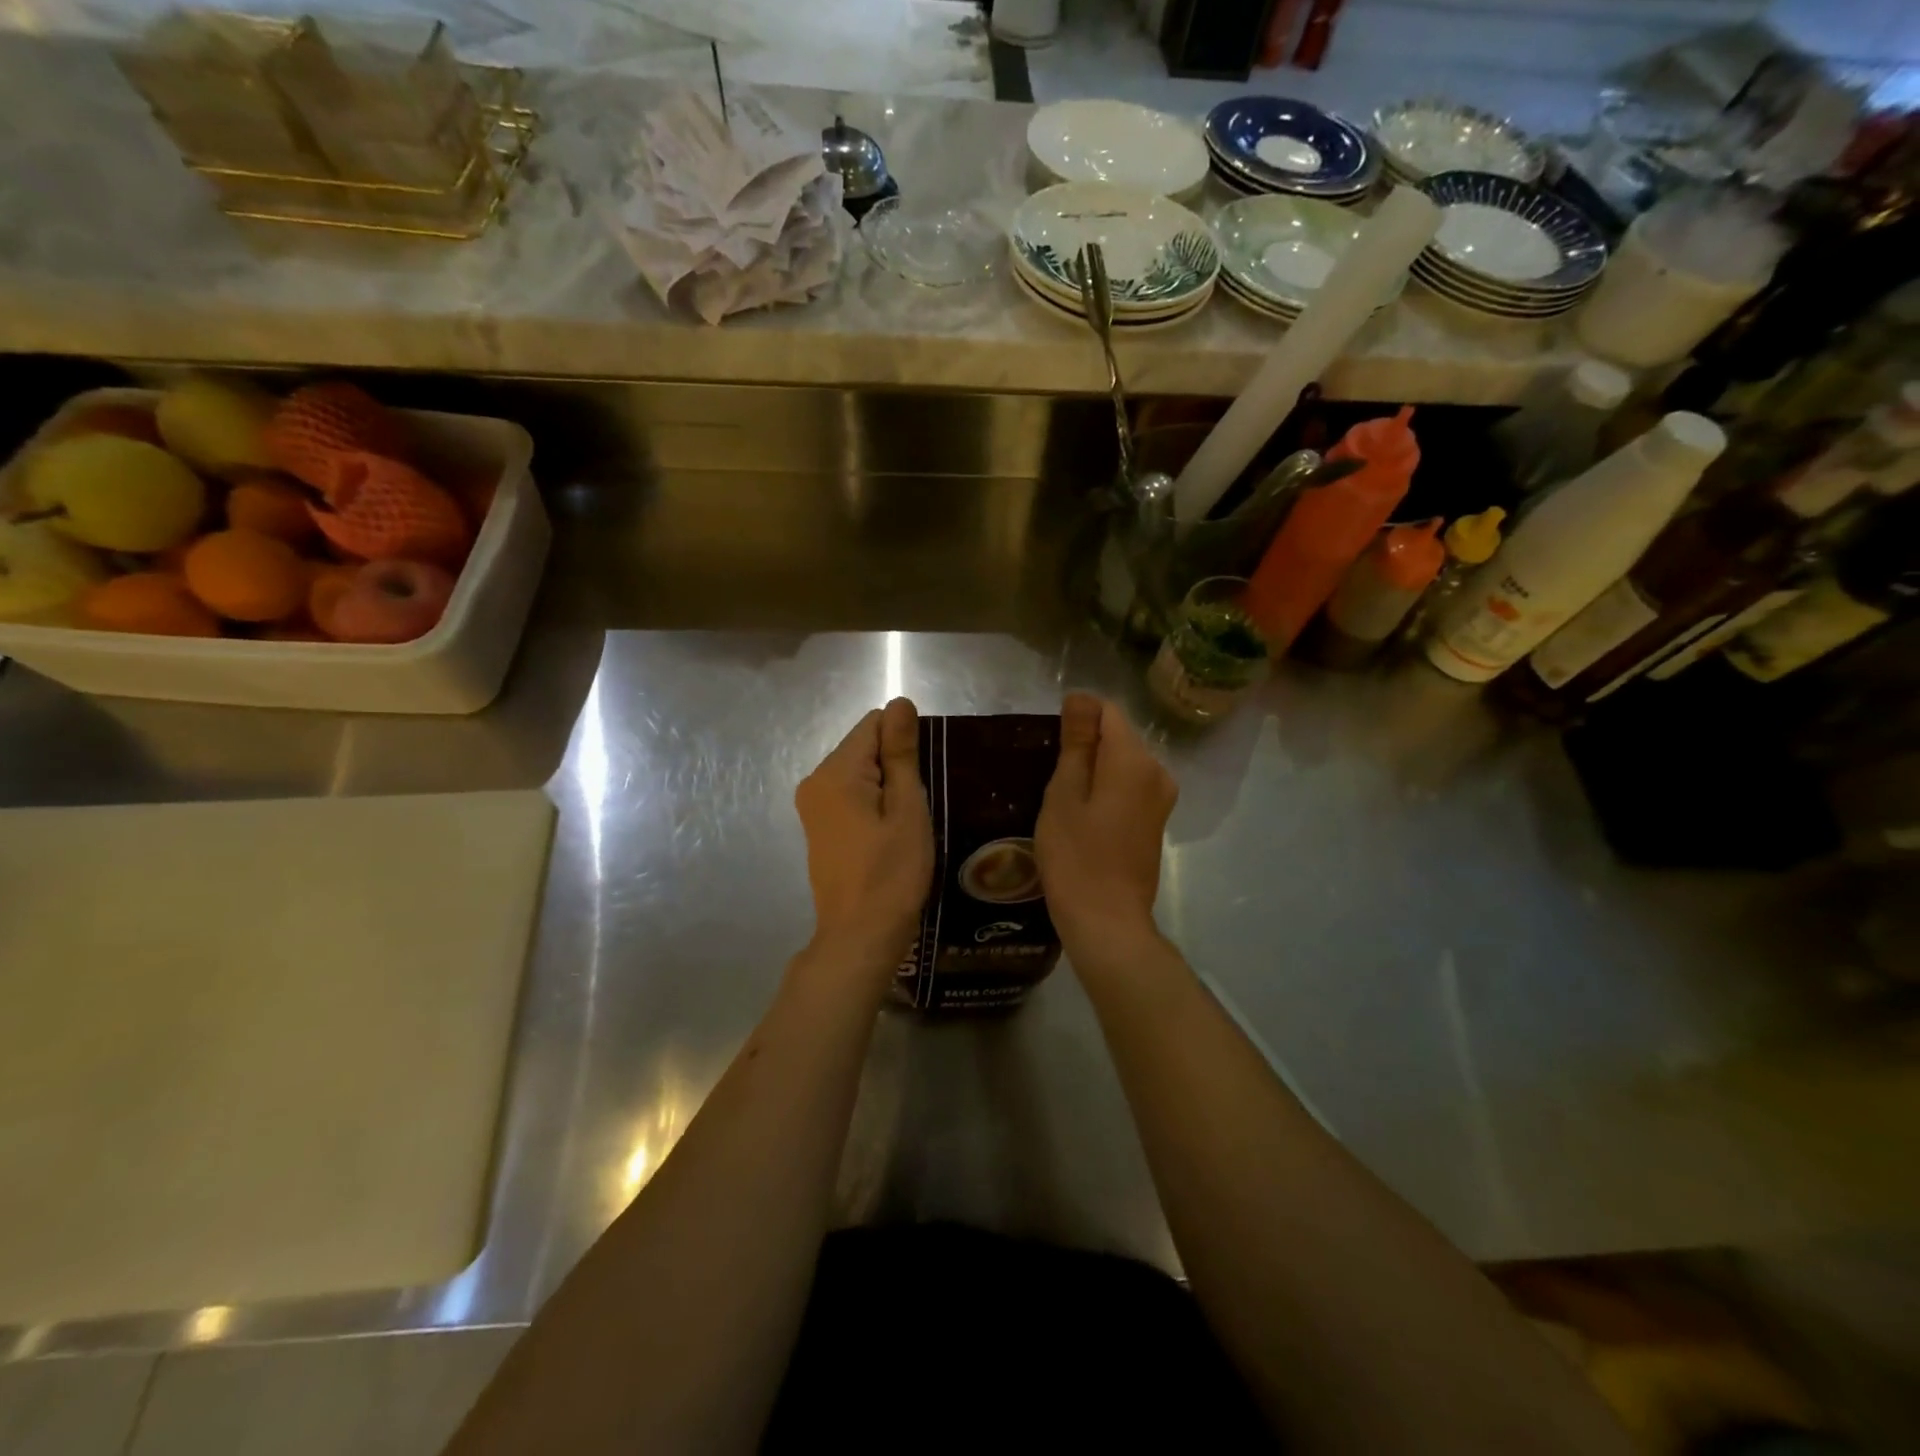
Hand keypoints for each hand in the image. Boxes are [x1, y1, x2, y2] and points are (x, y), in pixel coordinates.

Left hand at [793, 697, 933, 979]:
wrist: (860, 935)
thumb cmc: (892, 872)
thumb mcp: (906, 808)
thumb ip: (901, 752)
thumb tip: (900, 702)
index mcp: (835, 772)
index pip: (873, 724)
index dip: (904, 742)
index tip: (922, 777)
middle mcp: (814, 781)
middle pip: (863, 746)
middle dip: (895, 764)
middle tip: (917, 806)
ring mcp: (812, 805)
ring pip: (858, 771)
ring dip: (886, 786)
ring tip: (906, 822)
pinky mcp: (818, 826)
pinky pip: (849, 794)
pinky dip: (872, 803)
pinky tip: (888, 833)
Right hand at [1036, 693, 1177, 961]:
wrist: (1107, 921)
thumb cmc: (1075, 857)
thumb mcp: (1063, 795)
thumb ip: (1075, 743)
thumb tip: (1080, 699)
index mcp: (1133, 760)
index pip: (1106, 711)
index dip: (1076, 718)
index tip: (1051, 747)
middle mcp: (1157, 771)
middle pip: (1117, 736)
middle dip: (1085, 746)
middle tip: (1051, 779)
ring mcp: (1161, 798)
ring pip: (1122, 762)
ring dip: (1094, 770)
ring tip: (1063, 799)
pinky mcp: (1157, 820)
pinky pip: (1129, 786)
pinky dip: (1106, 790)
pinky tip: (1083, 817)